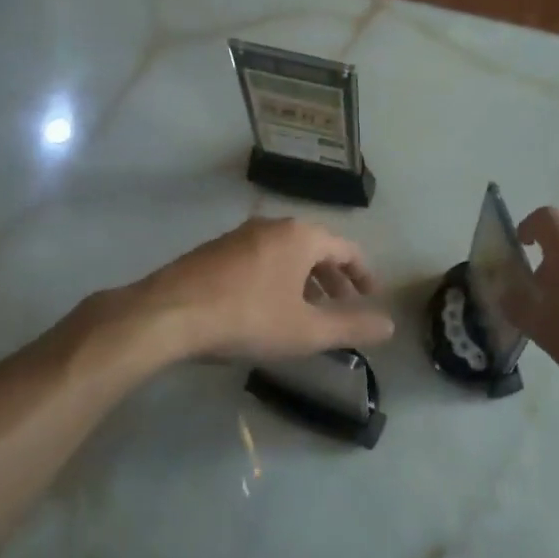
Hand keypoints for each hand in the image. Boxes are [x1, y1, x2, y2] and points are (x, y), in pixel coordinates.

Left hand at [130, 217, 394, 362]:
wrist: (167, 315)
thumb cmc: (248, 319)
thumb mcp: (307, 331)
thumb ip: (352, 327)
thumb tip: (391, 326)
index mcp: (301, 237)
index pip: (347, 249)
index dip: (364, 274)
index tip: (371, 296)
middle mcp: (273, 226)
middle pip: (316, 248)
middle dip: (333, 278)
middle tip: (342, 305)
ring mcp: (240, 236)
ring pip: (286, 254)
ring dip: (304, 279)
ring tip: (307, 310)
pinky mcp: (214, 250)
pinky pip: (260, 259)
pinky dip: (277, 278)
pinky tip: (267, 307)